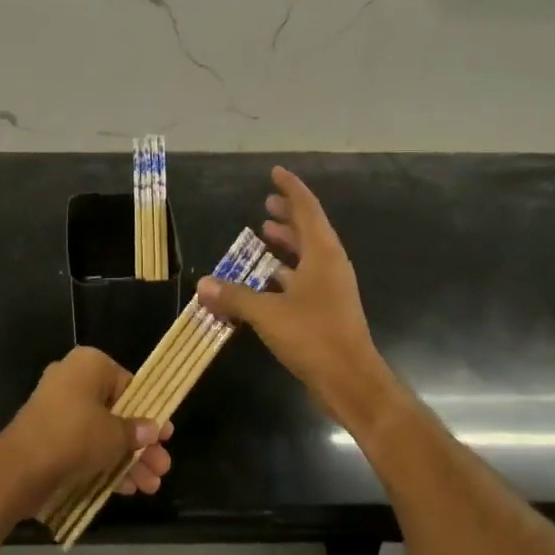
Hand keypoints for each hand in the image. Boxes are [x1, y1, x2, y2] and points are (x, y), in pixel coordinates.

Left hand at [0, 346, 173, 517]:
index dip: (150, 413)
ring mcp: (58, 410)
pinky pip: (83, 446)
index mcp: (89, 365)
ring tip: (151, 486)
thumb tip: (152, 429)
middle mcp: (72, 380)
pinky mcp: (48, 437)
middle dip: (141, 444)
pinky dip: (104, 464)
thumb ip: (136, 432)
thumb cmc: (74, 437)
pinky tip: (128, 489)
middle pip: (117, 412)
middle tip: (162, 467)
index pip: (129, 385)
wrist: (17, 469)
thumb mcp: (114, 435)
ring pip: (101, 433)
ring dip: (127, 459)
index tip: (166, 437)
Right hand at [197, 166, 397, 430]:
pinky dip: (284, 272)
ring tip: (262, 234)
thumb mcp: (268, 314)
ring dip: (286, 244)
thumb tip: (203, 285)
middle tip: (266, 204)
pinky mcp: (326, 310)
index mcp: (323, 254)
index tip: (276, 172)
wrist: (351, 381)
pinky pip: (303, 279)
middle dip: (288, 215)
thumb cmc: (313, 337)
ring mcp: (331, 289)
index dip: (291, 189)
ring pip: (307, 256)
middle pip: (309, 230)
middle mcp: (330, 265)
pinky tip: (264, 279)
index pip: (307, 209)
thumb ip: (235, 296)